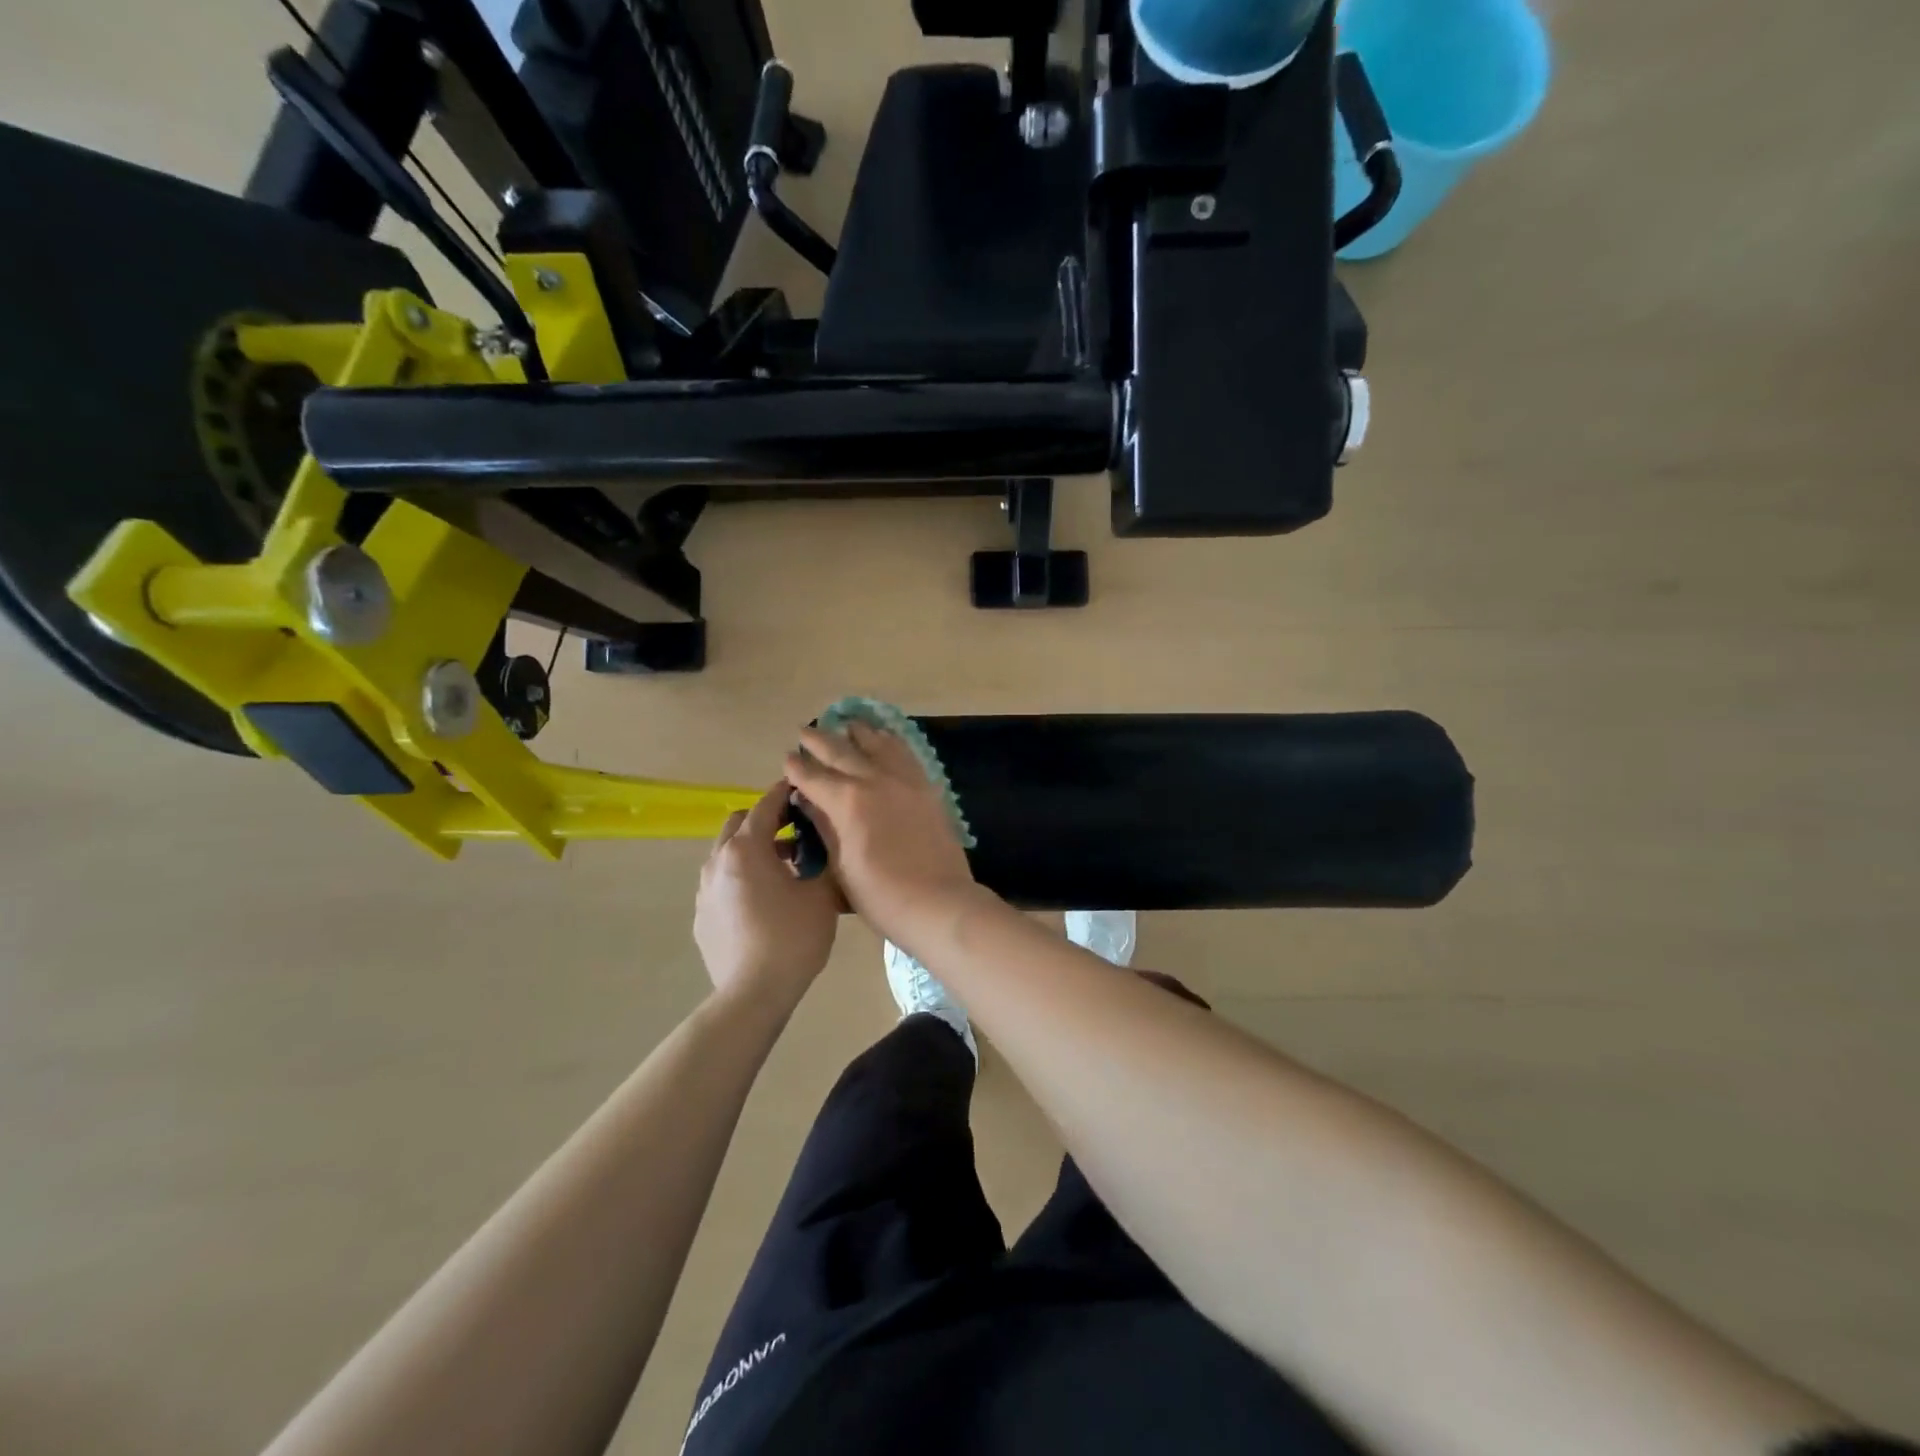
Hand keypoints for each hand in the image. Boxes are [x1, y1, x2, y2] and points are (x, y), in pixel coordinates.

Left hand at [694, 783, 839, 1010]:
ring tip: (781, 870)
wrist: (754, 993)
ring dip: (752, 850)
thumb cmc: (793, 937)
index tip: (801, 789)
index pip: (766, 806)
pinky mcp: (702, 916)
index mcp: (746, 849)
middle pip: (738, 823)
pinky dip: (741, 878)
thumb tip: (817, 847)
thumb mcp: (820, 894)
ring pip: (727, 854)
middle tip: (794, 833)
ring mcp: (705, 890)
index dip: (785, 794)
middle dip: (764, 820)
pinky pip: (722, 883)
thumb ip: (819, 860)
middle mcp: (718, 861)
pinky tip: (763, 902)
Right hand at [784, 722, 978, 946]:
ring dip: (856, 732)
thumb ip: (824, 825)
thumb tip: (807, 799)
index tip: (788, 758)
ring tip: (845, 724)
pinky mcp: (926, 786)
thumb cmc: (881, 895)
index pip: (813, 776)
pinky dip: (890, 741)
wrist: (938, 902)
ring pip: (876, 743)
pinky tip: (885, 738)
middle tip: (804, 732)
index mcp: (846, 801)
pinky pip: (905, 753)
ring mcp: (904, 780)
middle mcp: (874, 780)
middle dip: (819, 740)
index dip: (797, 767)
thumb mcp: (841, 865)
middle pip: (841, 751)